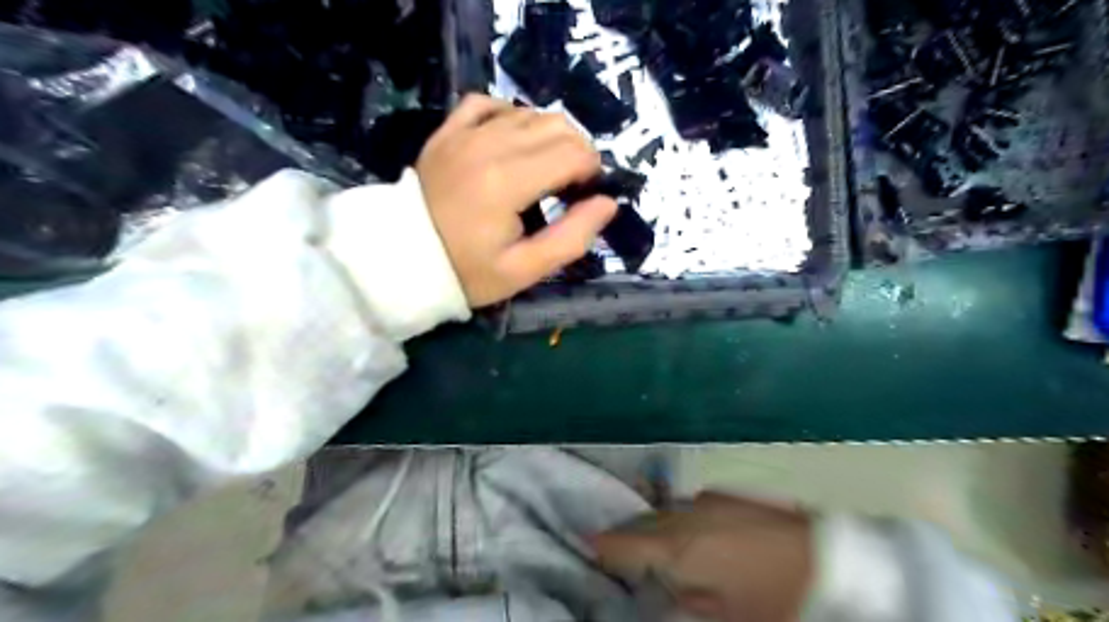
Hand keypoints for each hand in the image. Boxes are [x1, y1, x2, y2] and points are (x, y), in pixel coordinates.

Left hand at [418, 95, 620, 306]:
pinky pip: (489, 103)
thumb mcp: (524, 270)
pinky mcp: (448, 131)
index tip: (584, 196)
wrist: (403, 259)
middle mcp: (488, 145)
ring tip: (546, 168)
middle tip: (570, 185)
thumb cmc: (467, 271)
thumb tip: (607, 204)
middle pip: (557, 127)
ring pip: (529, 112)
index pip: (573, 154)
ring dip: (550, 137)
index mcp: (508, 182)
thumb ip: (572, 238)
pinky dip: (511, 116)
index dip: (591, 172)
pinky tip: (514, 139)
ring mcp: (464, 133)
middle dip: (577, 152)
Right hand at [589, 494, 811, 621]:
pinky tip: (695, 537)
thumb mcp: (723, 618)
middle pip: (642, 521)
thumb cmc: (776, 599)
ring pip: (666, 509)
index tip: (589, 552)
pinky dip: (682, 519)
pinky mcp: (729, 495)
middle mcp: (686, 512)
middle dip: (629, 538)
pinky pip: (690, 506)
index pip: (622, 542)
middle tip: (622, 557)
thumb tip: (656, 596)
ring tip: (659, 549)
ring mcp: (708, 498)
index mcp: (677, 545)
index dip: (603, 549)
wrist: (834, 561)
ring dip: (657, 527)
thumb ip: (680, 605)